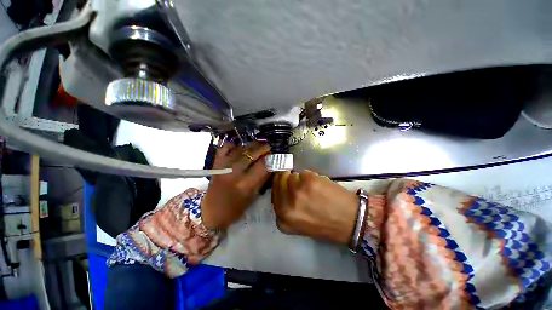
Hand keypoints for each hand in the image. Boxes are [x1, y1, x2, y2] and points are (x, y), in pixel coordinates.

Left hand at [201, 142, 270, 229]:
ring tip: (258, 145)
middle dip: (263, 148)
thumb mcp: (252, 197)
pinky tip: (240, 147)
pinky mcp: (216, 163)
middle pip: (252, 153)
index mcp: (245, 185)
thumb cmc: (234, 208)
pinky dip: (234, 145)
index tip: (275, 155)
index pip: (263, 165)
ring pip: (241, 148)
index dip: (271, 158)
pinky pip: (226, 147)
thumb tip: (271, 165)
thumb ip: (262, 179)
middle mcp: (234, 172)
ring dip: (252, 145)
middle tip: (269, 147)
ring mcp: (223, 165)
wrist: (210, 211)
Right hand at [272, 170, 358, 244]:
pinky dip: (310, 176)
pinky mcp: (308, 181)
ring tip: (311, 188)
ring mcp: (297, 192)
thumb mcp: (298, 222)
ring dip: (300, 178)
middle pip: (278, 180)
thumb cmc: (324, 223)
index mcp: (283, 219)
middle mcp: (286, 206)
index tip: (286, 184)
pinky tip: (318, 185)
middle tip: (298, 183)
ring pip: (291, 175)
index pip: (273, 193)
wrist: (350, 221)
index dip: (280, 186)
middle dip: (287, 179)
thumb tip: (281, 188)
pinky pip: (303, 172)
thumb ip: (286, 207)